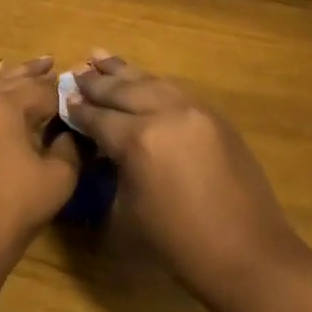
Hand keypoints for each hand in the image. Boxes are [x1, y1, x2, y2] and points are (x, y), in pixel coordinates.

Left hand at [0, 57, 80, 274]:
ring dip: (16, 80)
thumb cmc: (15, 206)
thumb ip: (70, 145)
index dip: (68, 92)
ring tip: (35, 70)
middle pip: (15, 80)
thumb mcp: (58, 176)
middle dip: (37, 74)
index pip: (45, 90)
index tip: (86, 91)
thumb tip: (74, 129)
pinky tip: (8, 97)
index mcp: (5, 104)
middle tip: (56, 64)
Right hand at [67, 51, 300, 306]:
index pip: (99, 117)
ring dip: (124, 72)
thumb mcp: (130, 209)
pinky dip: (153, 82)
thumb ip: (115, 167)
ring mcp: (194, 110)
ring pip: (152, 81)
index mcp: (139, 140)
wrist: (248, 255)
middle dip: (97, 83)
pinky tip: (141, 79)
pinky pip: (176, 89)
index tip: (62, 98)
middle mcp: (165, 113)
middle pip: (123, 89)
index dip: (79, 109)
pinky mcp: (215, 116)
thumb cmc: (180, 245)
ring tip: (100, 57)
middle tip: (76, 72)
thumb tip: (107, 146)